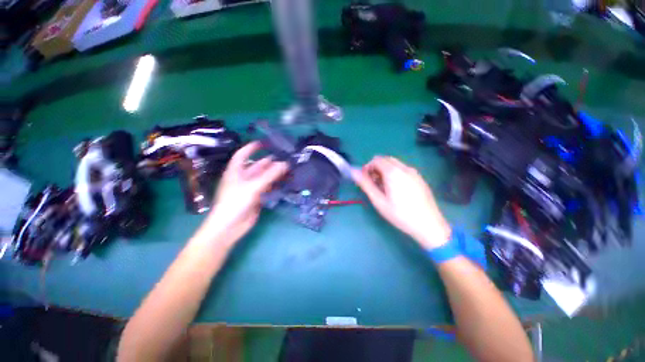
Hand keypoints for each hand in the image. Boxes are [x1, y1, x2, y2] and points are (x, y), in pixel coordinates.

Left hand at [200, 142, 288, 245]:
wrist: (229, 227)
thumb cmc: (236, 202)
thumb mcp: (253, 186)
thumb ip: (270, 175)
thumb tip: (285, 164)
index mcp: (236, 171)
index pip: (243, 154)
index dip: (252, 147)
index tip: (265, 143)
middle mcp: (243, 178)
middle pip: (257, 166)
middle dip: (270, 162)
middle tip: (285, 158)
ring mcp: (250, 188)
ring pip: (264, 177)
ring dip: (275, 173)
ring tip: (289, 168)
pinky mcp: (257, 197)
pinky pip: (268, 187)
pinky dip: (276, 184)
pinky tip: (285, 182)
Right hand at [353, 156, 450, 249]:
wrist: (429, 225)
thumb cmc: (400, 214)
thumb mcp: (379, 200)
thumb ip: (365, 184)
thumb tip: (354, 171)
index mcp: (393, 172)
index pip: (376, 160)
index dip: (367, 167)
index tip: (365, 180)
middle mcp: (404, 168)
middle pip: (385, 160)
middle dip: (376, 168)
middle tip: (373, 184)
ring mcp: (414, 172)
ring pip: (394, 164)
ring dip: (385, 171)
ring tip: (383, 188)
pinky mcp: (419, 178)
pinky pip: (403, 170)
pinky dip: (394, 173)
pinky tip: (395, 189)